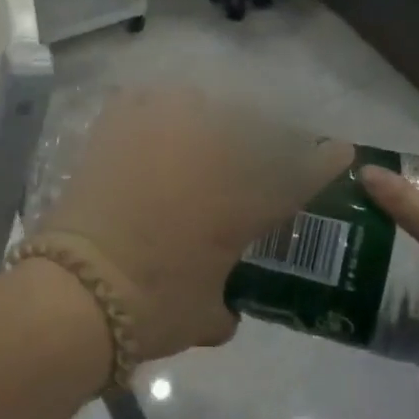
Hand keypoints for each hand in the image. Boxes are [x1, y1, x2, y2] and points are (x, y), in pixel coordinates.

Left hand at [35, 88, 352, 360]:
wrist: (79, 289)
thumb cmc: (152, 308)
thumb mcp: (202, 318)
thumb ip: (222, 307)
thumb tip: (224, 309)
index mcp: (243, 202)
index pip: (300, 174)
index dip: (324, 161)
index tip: (340, 149)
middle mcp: (211, 156)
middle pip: (252, 126)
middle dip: (263, 136)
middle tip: (253, 149)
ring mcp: (163, 135)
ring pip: (199, 103)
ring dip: (205, 116)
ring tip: (197, 134)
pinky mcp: (118, 129)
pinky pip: (144, 100)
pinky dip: (152, 108)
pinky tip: (150, 121)